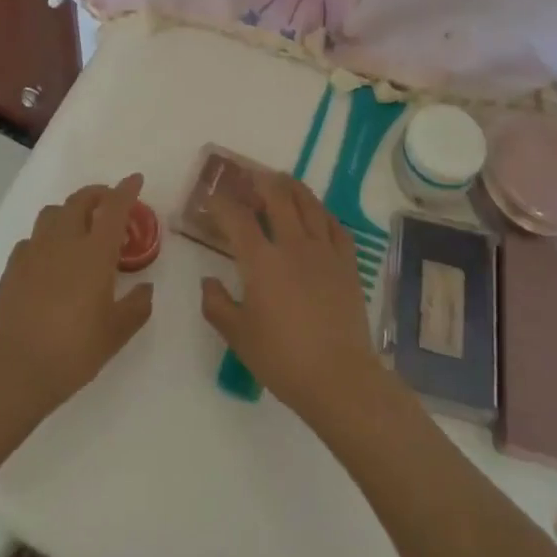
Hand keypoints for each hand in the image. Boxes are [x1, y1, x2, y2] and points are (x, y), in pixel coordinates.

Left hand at [0, 174, 154, 424]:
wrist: (15, 371)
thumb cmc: (74, 350)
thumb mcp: (116, 333)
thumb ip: (136, 306)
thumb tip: (146, 289)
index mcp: (95, 252)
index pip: (114, 207)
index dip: (126, 190)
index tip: (135, 179)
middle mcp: (64, 241)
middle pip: (80, 200)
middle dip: (97, 194)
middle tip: (108, 203)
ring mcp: (34, 251)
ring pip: (53, 213)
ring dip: (70, 211)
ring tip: (78, 228)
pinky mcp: (12, 267)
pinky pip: (32, 239)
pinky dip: (45, 239)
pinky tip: (48, 260)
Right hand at [200, 172, 388, 427]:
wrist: (339, 378)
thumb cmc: (283, 359)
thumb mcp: (238, 337)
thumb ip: (217, 305)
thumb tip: (209, 281)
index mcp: (261, 261)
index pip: (237, 218)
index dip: (222, 203)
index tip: (212, 197)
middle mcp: (292, 244)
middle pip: (277, 197)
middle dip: (261, 182)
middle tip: (250, 178)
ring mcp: (324, 250)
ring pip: (309, 204)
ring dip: (292, 188)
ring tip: (283, 181)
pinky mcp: (347, 263)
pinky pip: (335, 226)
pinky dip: (323, 213)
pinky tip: (318, 214)